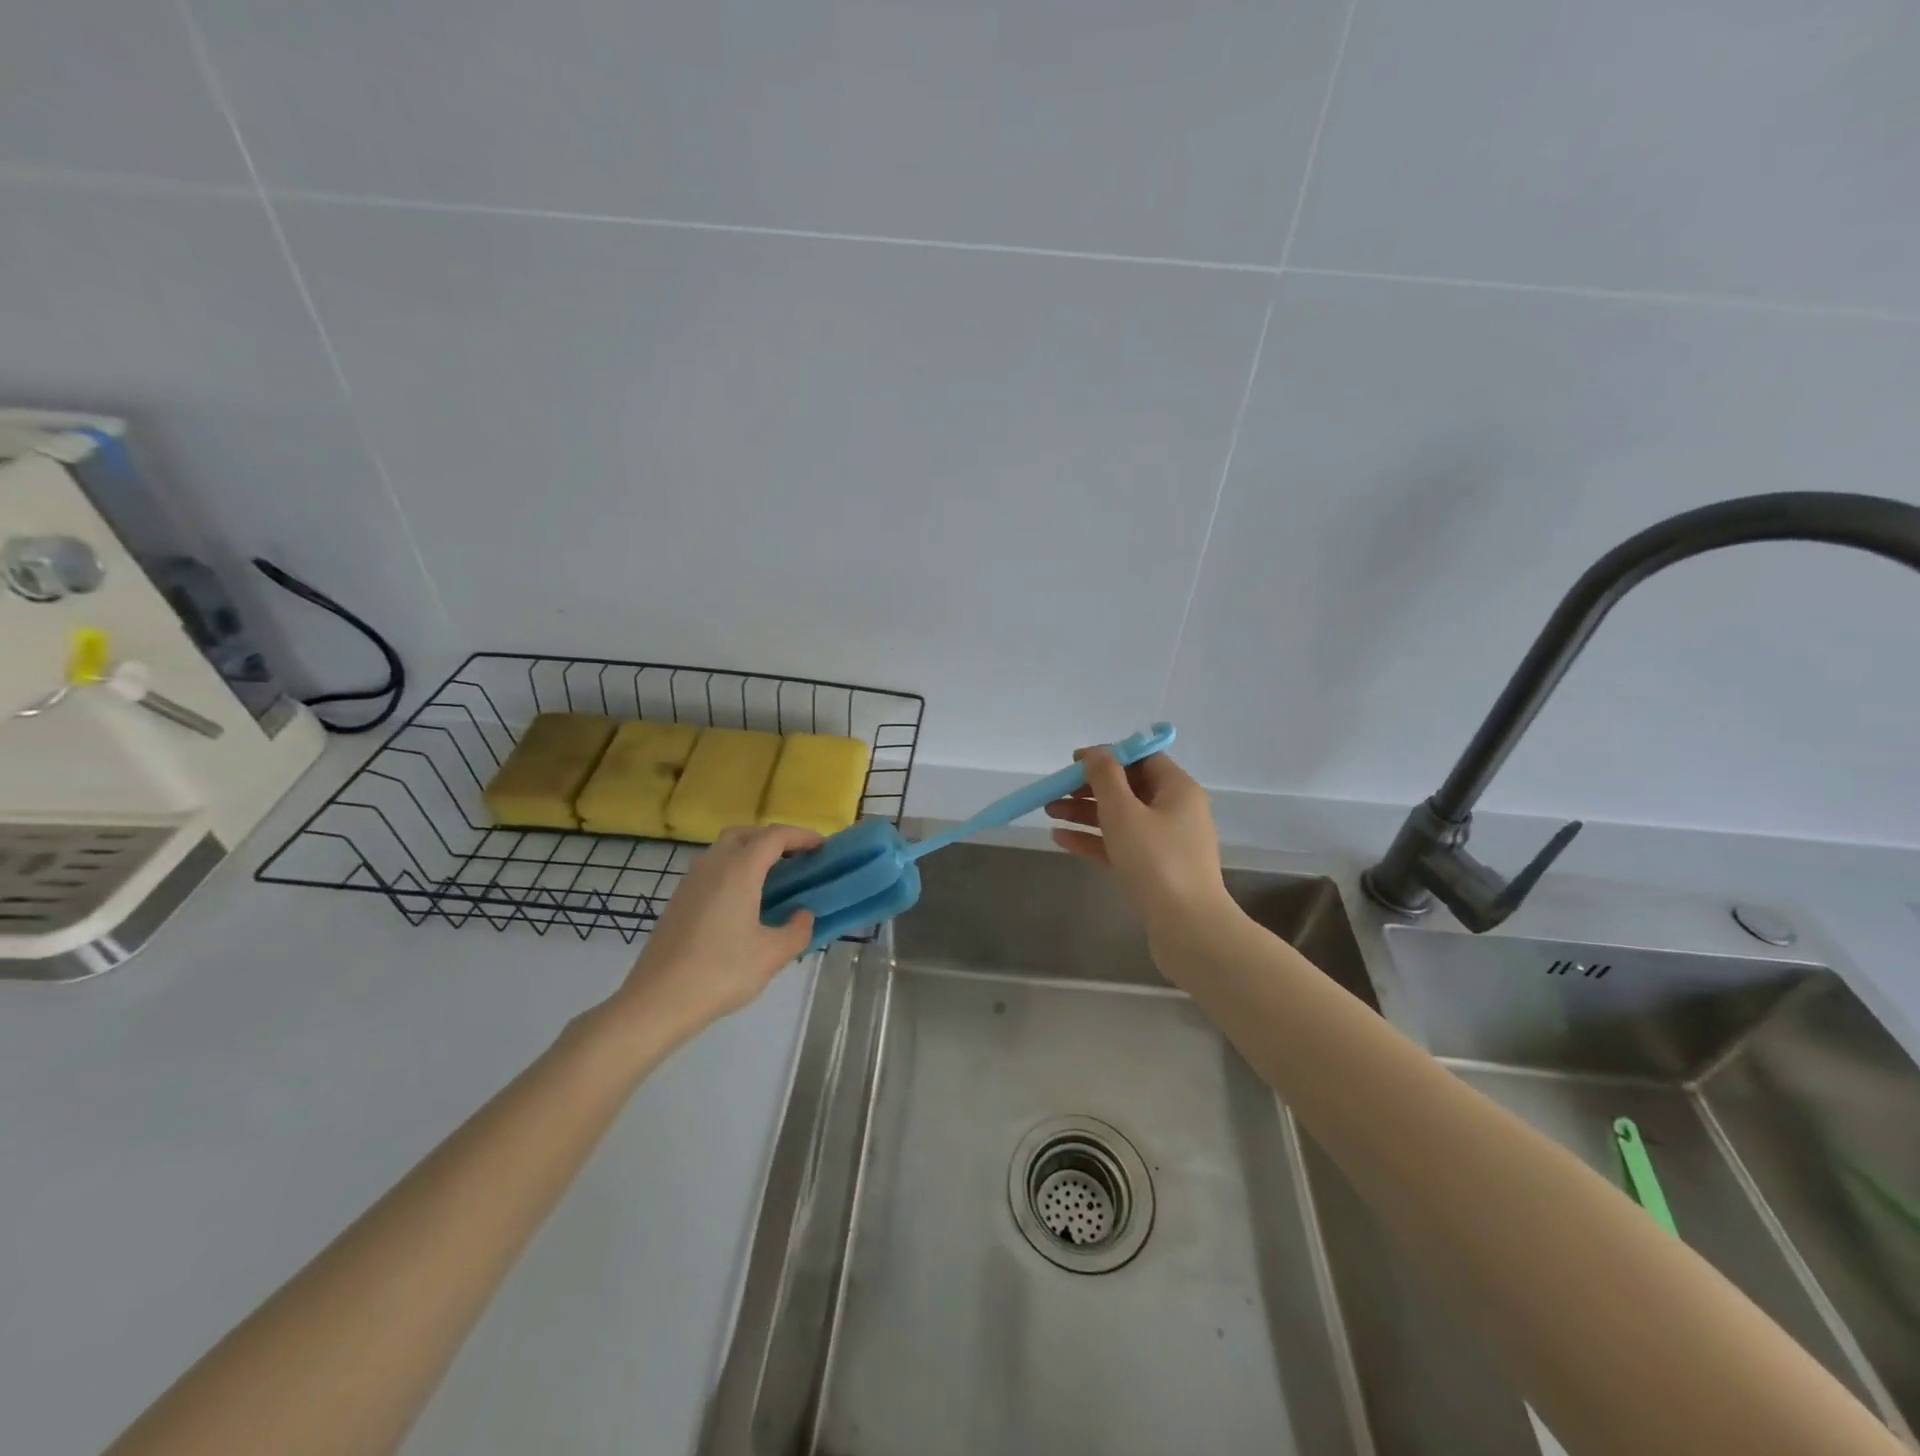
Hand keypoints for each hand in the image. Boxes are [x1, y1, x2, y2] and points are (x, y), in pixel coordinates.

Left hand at [614, 824, 821, 1040]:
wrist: (657, 1001)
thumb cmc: (720, 973)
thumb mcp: (772, 955)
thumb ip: (798, 930)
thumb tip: (803, 915)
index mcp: (739, 870)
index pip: (775, 836)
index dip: (802, 836)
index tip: (823, 847)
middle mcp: (713, 865)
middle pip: (746, 834)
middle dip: (774, 839)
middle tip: (797, 858)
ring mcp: (691, 881)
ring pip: (724, 850)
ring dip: (751, 852)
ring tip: (773, 878)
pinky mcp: (678, 900)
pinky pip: (712, 869)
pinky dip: (733, 870)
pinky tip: (743, 901)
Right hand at [1045, 748, 1229, 932]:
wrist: (1187, 928)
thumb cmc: (1156, 861)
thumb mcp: (1124, 811)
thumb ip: (1105, 777)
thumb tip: (1095, 752)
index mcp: (1177, 789)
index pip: (1142, 759)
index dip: (1108, 756)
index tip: (1074, 763)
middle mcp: (1176, 811)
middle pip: (1128, 788)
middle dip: (1089, 788)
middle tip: (1056, 791)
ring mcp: (1166, 843)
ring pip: (1121, 818)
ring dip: (1085, 813)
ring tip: (1049, 813)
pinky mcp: (1155, 871)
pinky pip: (1120, 845)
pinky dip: (1094, 840)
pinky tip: (1061, 839)